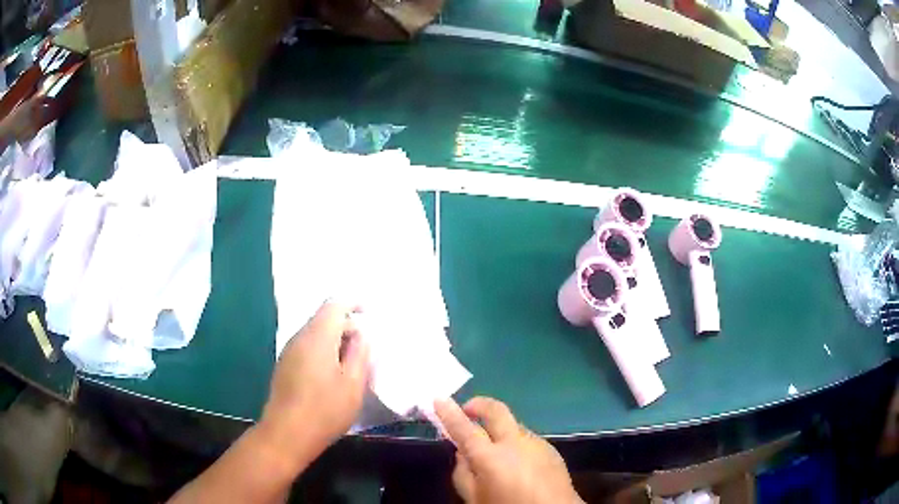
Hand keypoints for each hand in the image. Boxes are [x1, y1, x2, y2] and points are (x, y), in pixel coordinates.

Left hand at [261, 302, 369, 463]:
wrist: (287, 433)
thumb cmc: (325, 409)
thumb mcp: (353, 384)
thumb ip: (360, 353)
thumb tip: (361, 334)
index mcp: (317, 337)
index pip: (334, 305)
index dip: (352, 304)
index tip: (368, 312)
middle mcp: (299, 337)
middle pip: (323, 318)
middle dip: (345, 326)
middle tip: (364, 348)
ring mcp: (288, 352)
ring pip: (314, 334)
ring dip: (334, 341)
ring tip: (350, 364)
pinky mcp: (284, 366)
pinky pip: (306, 348)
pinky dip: (322, 351)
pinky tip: (331, 375)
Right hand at [435, 397, 582, 503]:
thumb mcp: (474, 499)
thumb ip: (463, 474)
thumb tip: (462, 453)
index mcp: (491, 458)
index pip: (464, 428)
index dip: (449, 412)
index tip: (438, 399)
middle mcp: (515, 443)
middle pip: (496, 410)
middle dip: (479, 404)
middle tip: (467, 409)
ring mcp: (536, 444)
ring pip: (513, 425)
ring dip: (500, 429)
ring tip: (494, 449)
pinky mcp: (551, 449)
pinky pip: (527, 439)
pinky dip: (516, 443)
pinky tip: (517, 463)